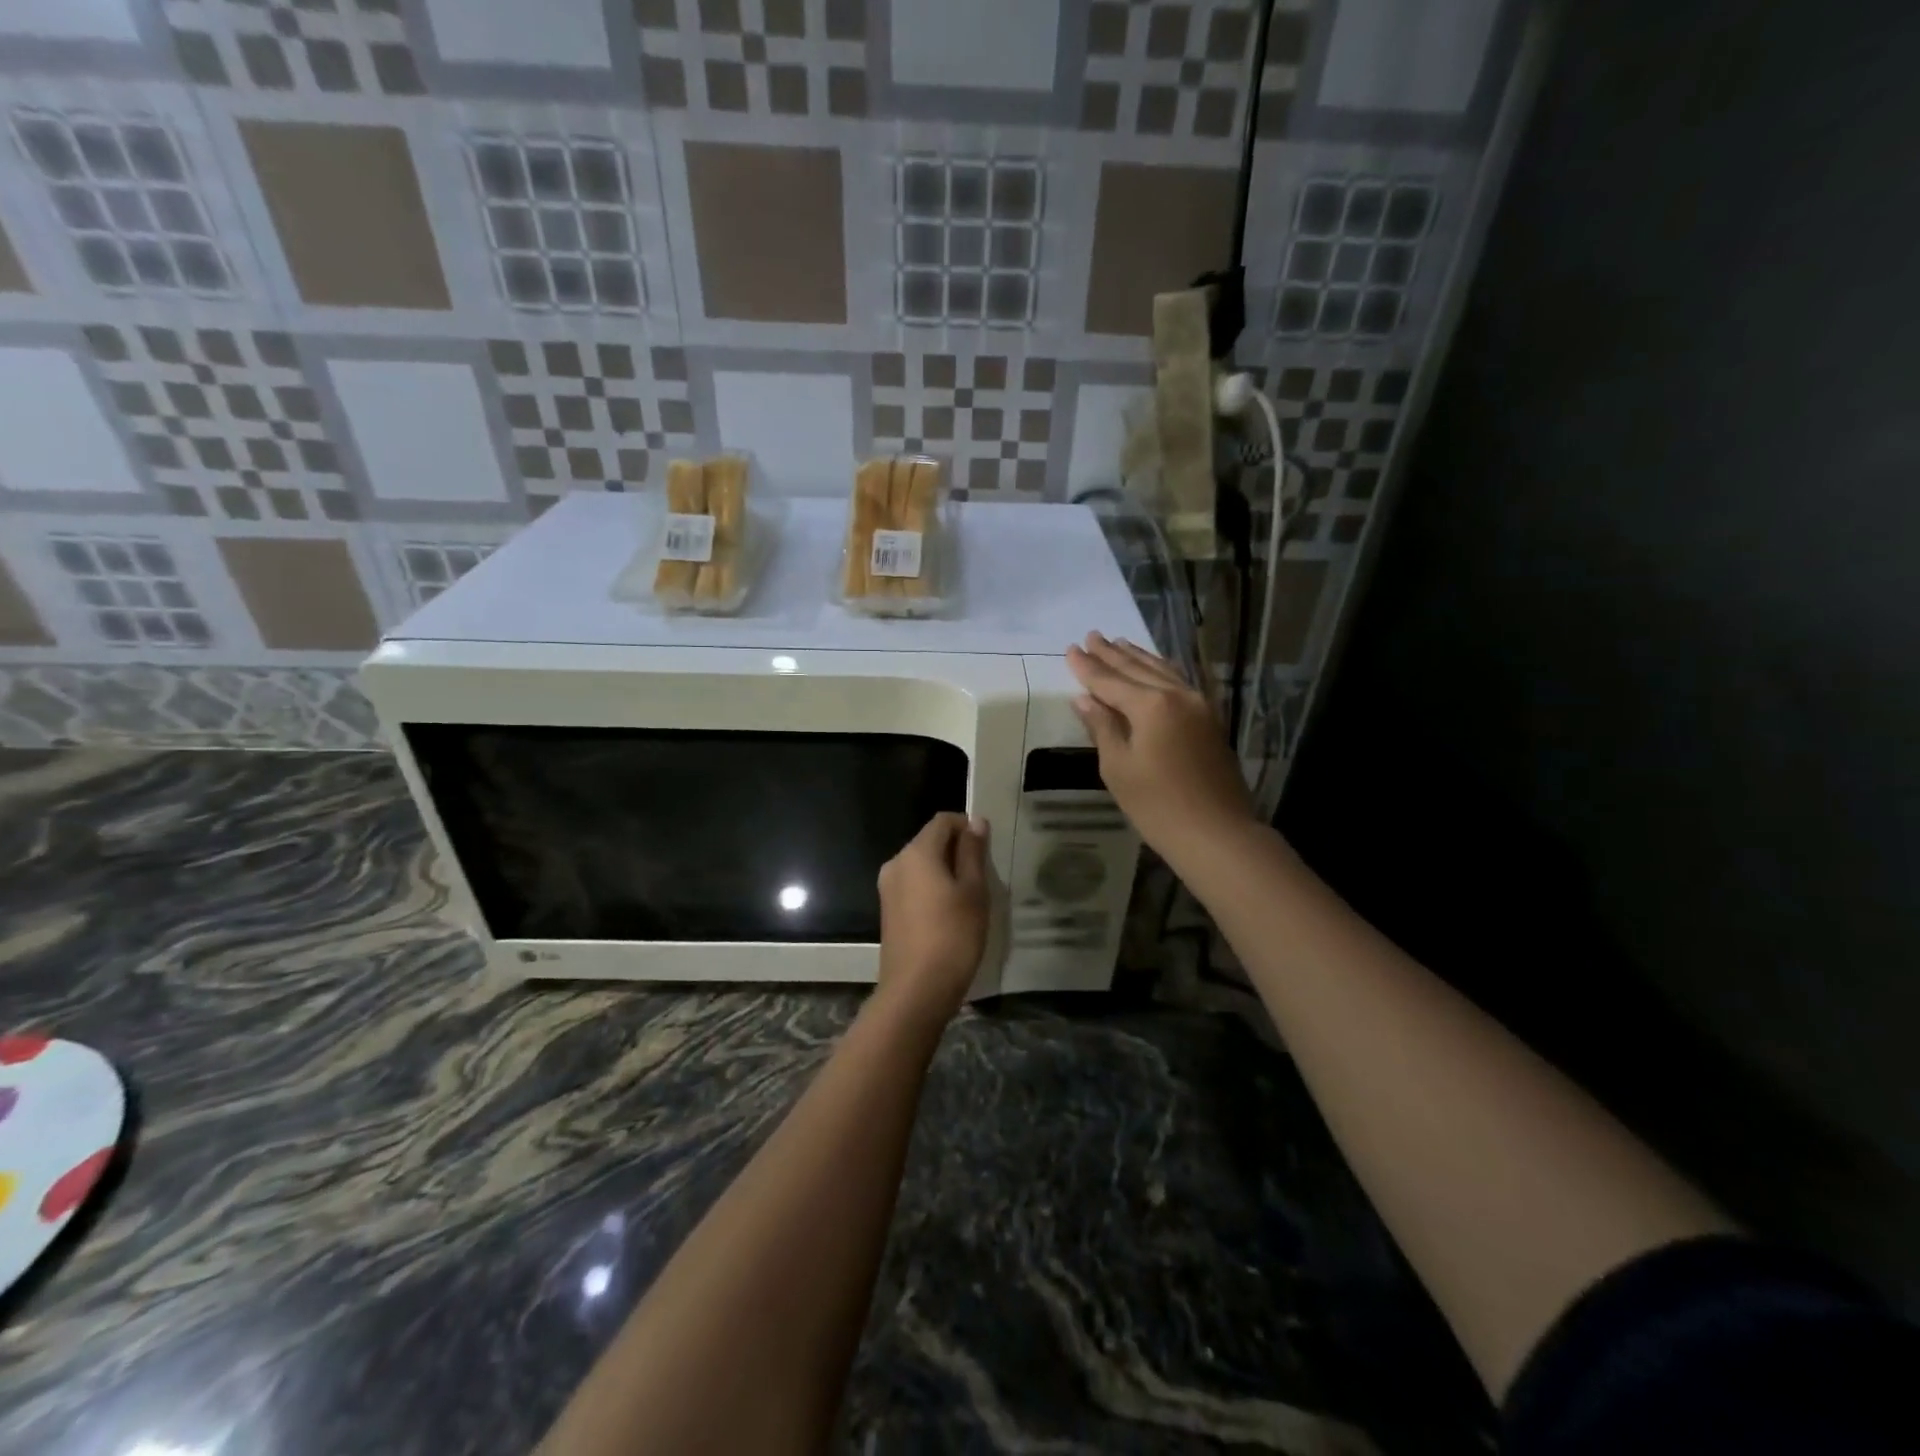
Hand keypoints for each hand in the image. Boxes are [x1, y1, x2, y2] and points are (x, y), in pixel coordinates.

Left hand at [875, 812, 990, 1027]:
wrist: (916, 990)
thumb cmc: (953, 935)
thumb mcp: (973, 891)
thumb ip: (973, 852)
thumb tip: (975, 822)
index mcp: (916, 852)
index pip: (943, 821)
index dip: (967, 826)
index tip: (988, 848)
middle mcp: (896, 863)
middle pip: (930, 841)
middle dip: (957, 849)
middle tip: (984, 874)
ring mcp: (888, 888)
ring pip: (922, 865)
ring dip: (946, 870)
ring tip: (971, 895)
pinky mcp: (888, 910)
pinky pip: (914, 885)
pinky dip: (932, 888)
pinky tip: (951, 913)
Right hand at [1066, 632, 1254, 868]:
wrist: (1217, 834)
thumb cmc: (1158, 806)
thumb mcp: (1118, 768)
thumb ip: (1102, 727)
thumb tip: (1085, 699)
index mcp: (1151, 705)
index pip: (1110, 680)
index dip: (1087, 666)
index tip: (1070, 648)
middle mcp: (1177, 695)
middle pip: (1137, 669)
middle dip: (1111, 654)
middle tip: (1092, 635)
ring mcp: (1199, 705)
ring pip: (1162, 671)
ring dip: (1138, 657)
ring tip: (1119, 643)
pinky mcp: (1209, 720)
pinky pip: (1179, 683)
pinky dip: (1160, 671)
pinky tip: (1154, 668)